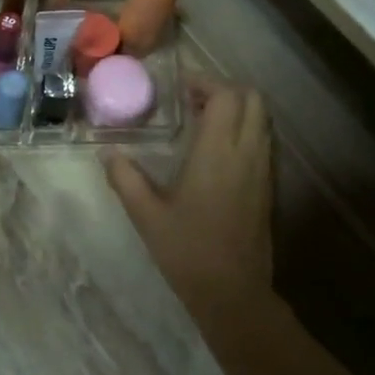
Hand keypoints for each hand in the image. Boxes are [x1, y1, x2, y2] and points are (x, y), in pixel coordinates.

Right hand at [105, 80, 273, 330]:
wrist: (233, 293)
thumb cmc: (187, 251)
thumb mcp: (146, 215)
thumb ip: (125, 178)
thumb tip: (107, 153)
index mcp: (218, 152)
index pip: (227, 96)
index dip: (206, 82)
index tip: (180, 87)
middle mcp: (247, 153)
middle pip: (253, 99)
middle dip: (225, 89)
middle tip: (192, 100)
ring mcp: (263, 170)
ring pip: (262, 119)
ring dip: (236, 109)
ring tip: (201, 121)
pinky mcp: (268, 187)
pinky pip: (262, 141)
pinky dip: (244, 130)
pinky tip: (215, 151)